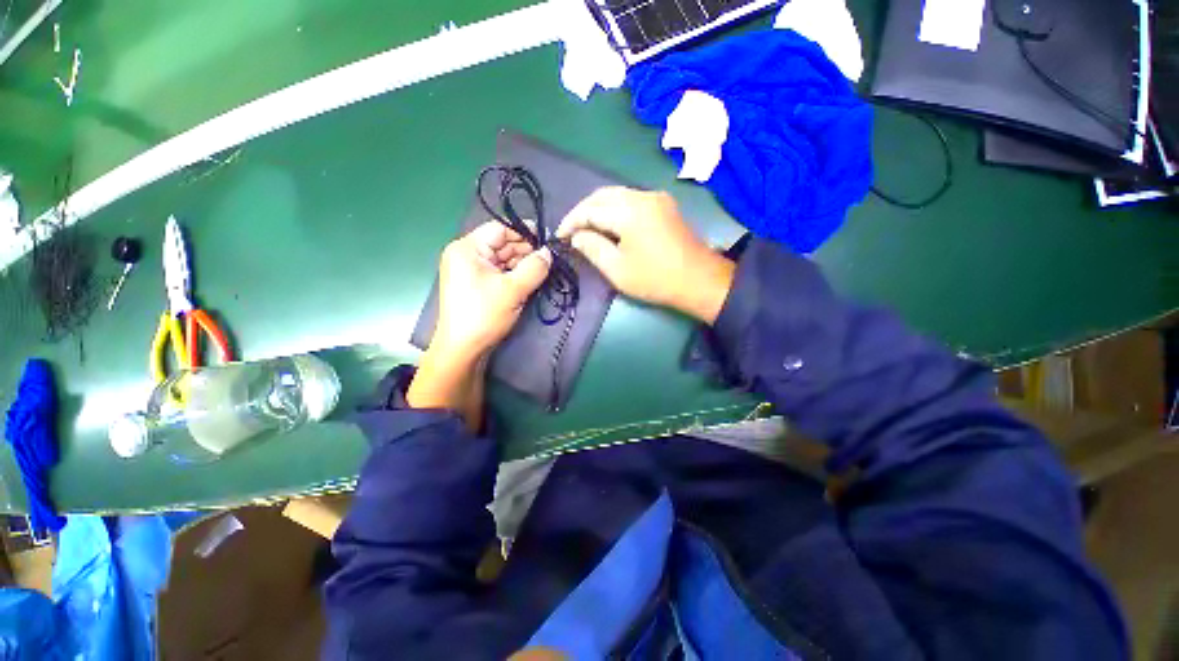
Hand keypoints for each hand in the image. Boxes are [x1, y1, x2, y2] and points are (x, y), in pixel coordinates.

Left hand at [430, 221, 552, 361]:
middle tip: (549, 259)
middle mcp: (467, 255)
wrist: (463, 349)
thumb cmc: (484, 314)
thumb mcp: (513, 289)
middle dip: (526, 251)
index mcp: (467, 248)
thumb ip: (534, 267)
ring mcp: (471, 271)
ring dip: (522, 265)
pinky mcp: (477, 286)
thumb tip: (549, 253)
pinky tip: (531, 280)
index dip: (524, 232)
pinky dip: (515, 275)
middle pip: (502, 244)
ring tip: (543, 271)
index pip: (500, 229)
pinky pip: (499, 273)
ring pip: (503, 260)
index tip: (548, 239)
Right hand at [556, 187, 734, 323]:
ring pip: (616, 194)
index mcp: (629, 211)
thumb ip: (592, 248)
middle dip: (582, 211)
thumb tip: (577, 236)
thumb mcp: (617, 270)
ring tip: (586, 228)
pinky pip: (631, 199)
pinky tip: (609, 224)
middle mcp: (642, 196)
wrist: (700, 280)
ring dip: (598, 208)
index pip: (590, 209)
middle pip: (602, 195)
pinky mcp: (664, 204)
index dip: (571, 222)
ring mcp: (656, 198)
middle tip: (571, 231)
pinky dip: (614, 208)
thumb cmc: (656, 279)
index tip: (559, 236)